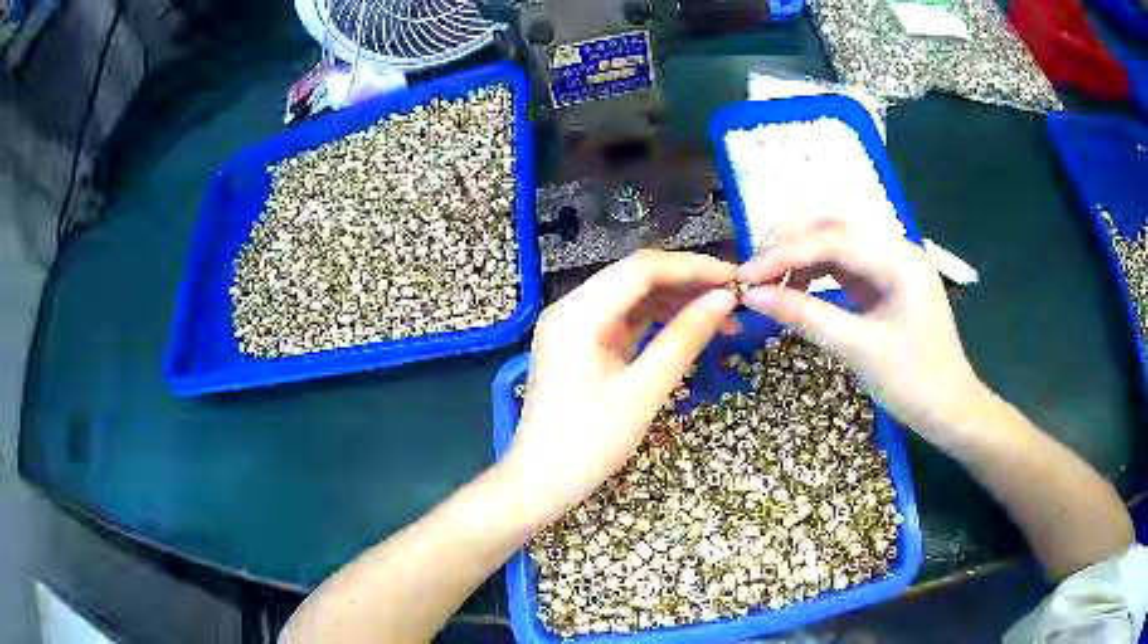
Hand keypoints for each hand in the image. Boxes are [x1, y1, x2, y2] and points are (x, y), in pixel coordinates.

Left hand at [499, 250, 737, 527]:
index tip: (736, 278)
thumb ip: (684, 339)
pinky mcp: (581, 345)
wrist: (540, 483)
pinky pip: (624, 320)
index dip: (693, 267)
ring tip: (722, 317)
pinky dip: (658, 321)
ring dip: (676, 301)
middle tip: (735, 298)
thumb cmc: (589, 444)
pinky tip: (690, 328)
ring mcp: (574, 326)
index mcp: (578, 313)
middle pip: (636, 277)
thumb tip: (724, 299)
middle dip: (687, 283)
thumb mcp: (643, 392)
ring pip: (633, 297)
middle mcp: (572, 308)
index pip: (642, 269)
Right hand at [738, 215, 985, 443]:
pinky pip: (847, 259)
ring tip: (774, 280)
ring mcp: (893, 260)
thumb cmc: (912, 382)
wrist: (950, 408)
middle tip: (760, 272)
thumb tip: (752, 296)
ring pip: (839, 234)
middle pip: (835, 219)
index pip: (832, 238)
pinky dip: (819, 268)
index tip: (746, 277)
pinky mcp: (888, 277)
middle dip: (793, 239)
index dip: (784, 254)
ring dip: (803, 250)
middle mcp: (897, 247)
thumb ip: (804, 315)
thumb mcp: (856, 349)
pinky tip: (799, 286)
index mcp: (898, 259)